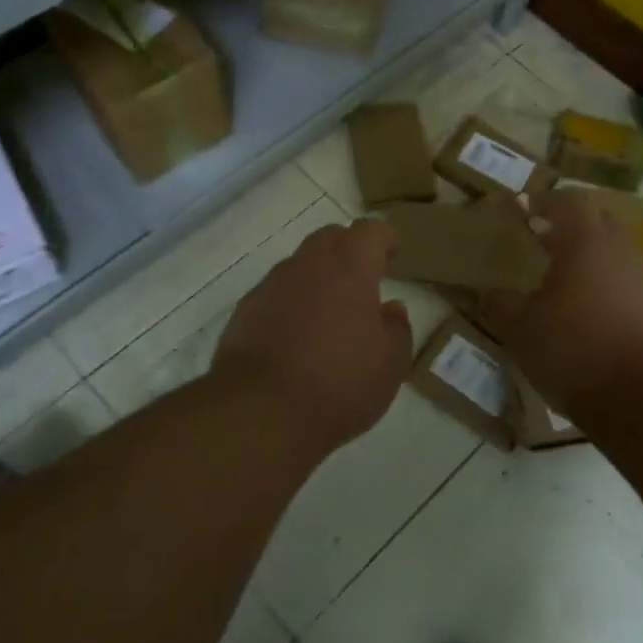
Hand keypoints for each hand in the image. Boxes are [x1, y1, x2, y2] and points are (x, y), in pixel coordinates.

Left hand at [211, 218, 412, 459]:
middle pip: (329, 238)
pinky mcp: (245, 311)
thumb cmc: (338, 384)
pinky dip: (290, 304)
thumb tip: (391, 308)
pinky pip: (275, 294)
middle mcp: (308, 266)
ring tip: (327, 315)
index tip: (392, 253)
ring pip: (299, 265)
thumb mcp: (390, 365)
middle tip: (361, 281)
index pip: (369, 231)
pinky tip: (294, 338)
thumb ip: (397, 329)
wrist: (260, 412)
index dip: (383, 238)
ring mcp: (271, 286)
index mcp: (350, 270)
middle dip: (348, 250)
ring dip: (316, 278)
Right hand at [483, 191, 642, 417]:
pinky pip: (630, 283)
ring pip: (616, 253)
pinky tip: (592, 315)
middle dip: (570, 225)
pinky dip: (609, 287)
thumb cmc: (576, 351)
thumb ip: (500, 306)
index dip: (543, 201)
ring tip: (564, 282)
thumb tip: (487, 291)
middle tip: (543, 240)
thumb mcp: (521, 332)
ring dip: (591, 259)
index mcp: (586, 242)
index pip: (566, 201)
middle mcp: (621, 250)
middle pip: (597, 221)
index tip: (523, 209)